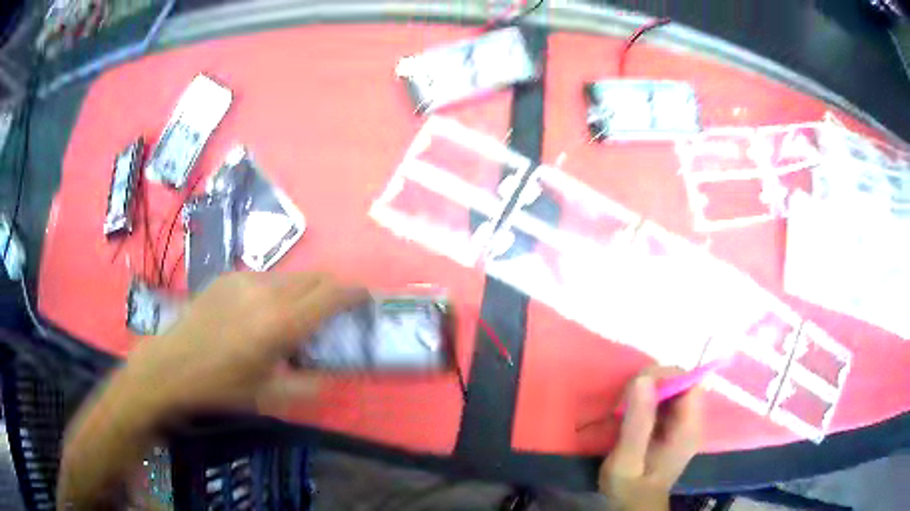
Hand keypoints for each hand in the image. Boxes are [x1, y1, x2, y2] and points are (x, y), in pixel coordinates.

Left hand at [59, 272, 363, 508]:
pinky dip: (277, 290)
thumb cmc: (221, 387)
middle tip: (336, 308)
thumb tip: (330, 374)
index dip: (353, 293)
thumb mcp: (270, 397)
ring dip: (304, 290)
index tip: (365, 297)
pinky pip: (265, 278)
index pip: (330, 296)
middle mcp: (266, 292)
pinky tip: (261, 313)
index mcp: (280, 323)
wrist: (171, 365)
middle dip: (332, 288)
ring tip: (296, 316)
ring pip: (289, 276)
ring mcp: (244, 279)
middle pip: (313, 277)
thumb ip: (309, 385)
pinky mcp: (227, 276)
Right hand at [599, 366, 702, 510]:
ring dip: (647, 391)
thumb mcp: (628, 457)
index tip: (637, 384)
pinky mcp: (672, 427)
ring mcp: (683, 424)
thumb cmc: (630, 486)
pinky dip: (646, 400)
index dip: (667, 375)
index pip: (690, 383)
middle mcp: (692, 421)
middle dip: (653, 383)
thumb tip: (643, 377)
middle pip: (681, 383)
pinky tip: (629, 414)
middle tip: (624, 399)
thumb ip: (637, 420)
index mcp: (689, 427)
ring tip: (623, 408)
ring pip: (671, 390)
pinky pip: (664, 402)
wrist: (634, 505)